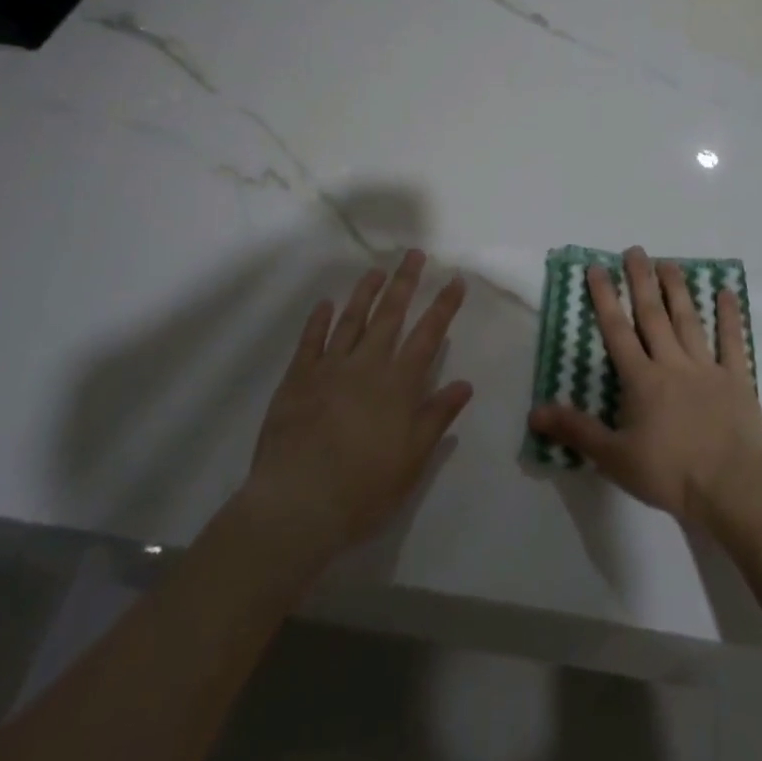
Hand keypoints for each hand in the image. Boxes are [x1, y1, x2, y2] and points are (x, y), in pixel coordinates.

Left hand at [234, 250, 472, 563]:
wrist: (297, 505)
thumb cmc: (363, 489)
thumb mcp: (412, 461)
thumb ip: (437, 417)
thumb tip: (464, 383)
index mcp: (399, 385)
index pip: (428, 335)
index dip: (444, 306)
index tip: (456, 280)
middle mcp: (367, 366)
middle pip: (390, 315)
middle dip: (405, 282)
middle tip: (414, 254)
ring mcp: (329, 368)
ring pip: (351, 320)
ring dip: (365, 293)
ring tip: (376, 271)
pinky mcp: (297, 379)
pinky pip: (310, 341)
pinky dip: (318, 320)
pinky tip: (325, 304)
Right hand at [529, 246, 761, 532]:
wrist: (735, 486)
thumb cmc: (672, 473)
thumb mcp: (615, 458)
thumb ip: (576, 431)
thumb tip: (534, 411)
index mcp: (642, 380)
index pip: (617, 331)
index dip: (605, 298)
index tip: (597, 268)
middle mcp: (672, 363)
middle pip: (653, 315)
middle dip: (641, 281)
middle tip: (635, 250)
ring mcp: (707, 368)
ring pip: (689, 320)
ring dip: (678, 290)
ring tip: (669, 262)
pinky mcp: (737, 379)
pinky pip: (732, 342)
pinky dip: (729, 316)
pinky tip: (726, 292)